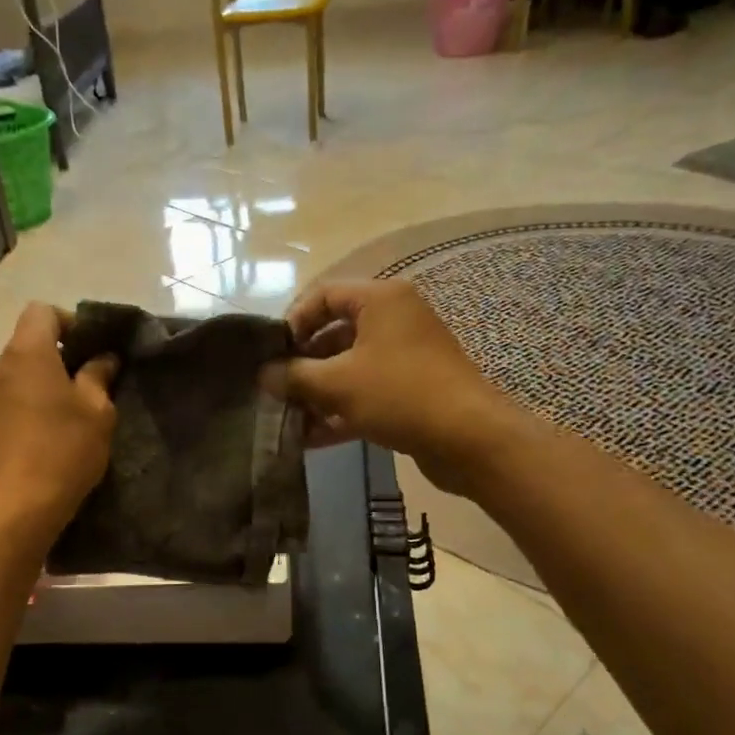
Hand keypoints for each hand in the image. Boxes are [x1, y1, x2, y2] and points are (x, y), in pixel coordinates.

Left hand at [0, 304, 118, 538]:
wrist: (13, 511)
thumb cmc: (62, 452)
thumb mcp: (97, 413)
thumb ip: (99, 377)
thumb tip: (103, 358)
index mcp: (25, 353)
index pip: (42, 312)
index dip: (69, 322)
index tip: (91, 349)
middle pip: (27, 345)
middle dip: (56, 358)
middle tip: (86, 386)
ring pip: (16, 375)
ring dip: (39, 385)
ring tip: (65, 416)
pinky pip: (5, 401)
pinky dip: (24, 407)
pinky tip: (43, 438)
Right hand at [271, 280, 506, 491]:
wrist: (470, 439)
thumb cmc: (399, 394)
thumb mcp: (337, 383)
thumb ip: (294, 376)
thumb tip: (263, 375)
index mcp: (380, 300)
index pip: (323, 295)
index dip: (292, 321)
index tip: (272, 353)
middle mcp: (395, 320)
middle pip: (334, 333)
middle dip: (302, 364)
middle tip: (275, 389)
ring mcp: (405, 357)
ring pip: (349, 367)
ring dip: (317, 392)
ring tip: (287, 418)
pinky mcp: (411, 390)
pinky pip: (366, 392)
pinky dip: (339, 410)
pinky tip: (310, 438)